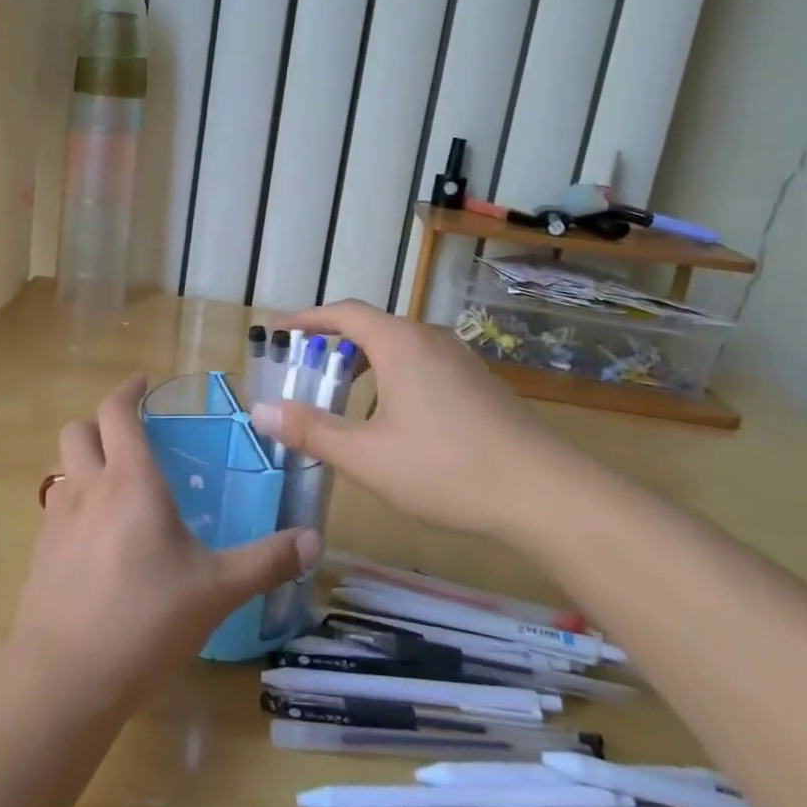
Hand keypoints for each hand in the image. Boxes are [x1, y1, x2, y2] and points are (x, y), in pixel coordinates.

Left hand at [9, 374, 321, 711]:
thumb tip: (314, 540)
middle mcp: (88, 488)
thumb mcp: (217, 589)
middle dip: (100, 422)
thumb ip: (266, 561)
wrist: (65, 676)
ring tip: (114, 487)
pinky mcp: (39, 554)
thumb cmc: (147, 619)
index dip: (128, 390)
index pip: (118, 412)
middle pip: (78, 430)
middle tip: (130, 437)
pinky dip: (73, 504)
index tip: (142, 382)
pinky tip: (95, 540)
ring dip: (83, 463)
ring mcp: (56, 520)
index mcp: (130, 481)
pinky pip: (54, 509)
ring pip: (61, 468)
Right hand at [249, 300, 572, 538]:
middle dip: (333, 343)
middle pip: (371, 327)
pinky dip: (392, 375)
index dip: (307, 319)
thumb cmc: (446, 468)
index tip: (279, 330)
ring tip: (343, 395)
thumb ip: (311, 430)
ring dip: (364, 362)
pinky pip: (422, 364)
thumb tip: (261, 410)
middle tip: (305, 370)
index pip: (343, 313)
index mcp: (400, 343)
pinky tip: (392, 418)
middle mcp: (430, 339)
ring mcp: (461, 360)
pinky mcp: (479, 384)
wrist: (545, 494)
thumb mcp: (366, 455)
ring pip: (399, 347)